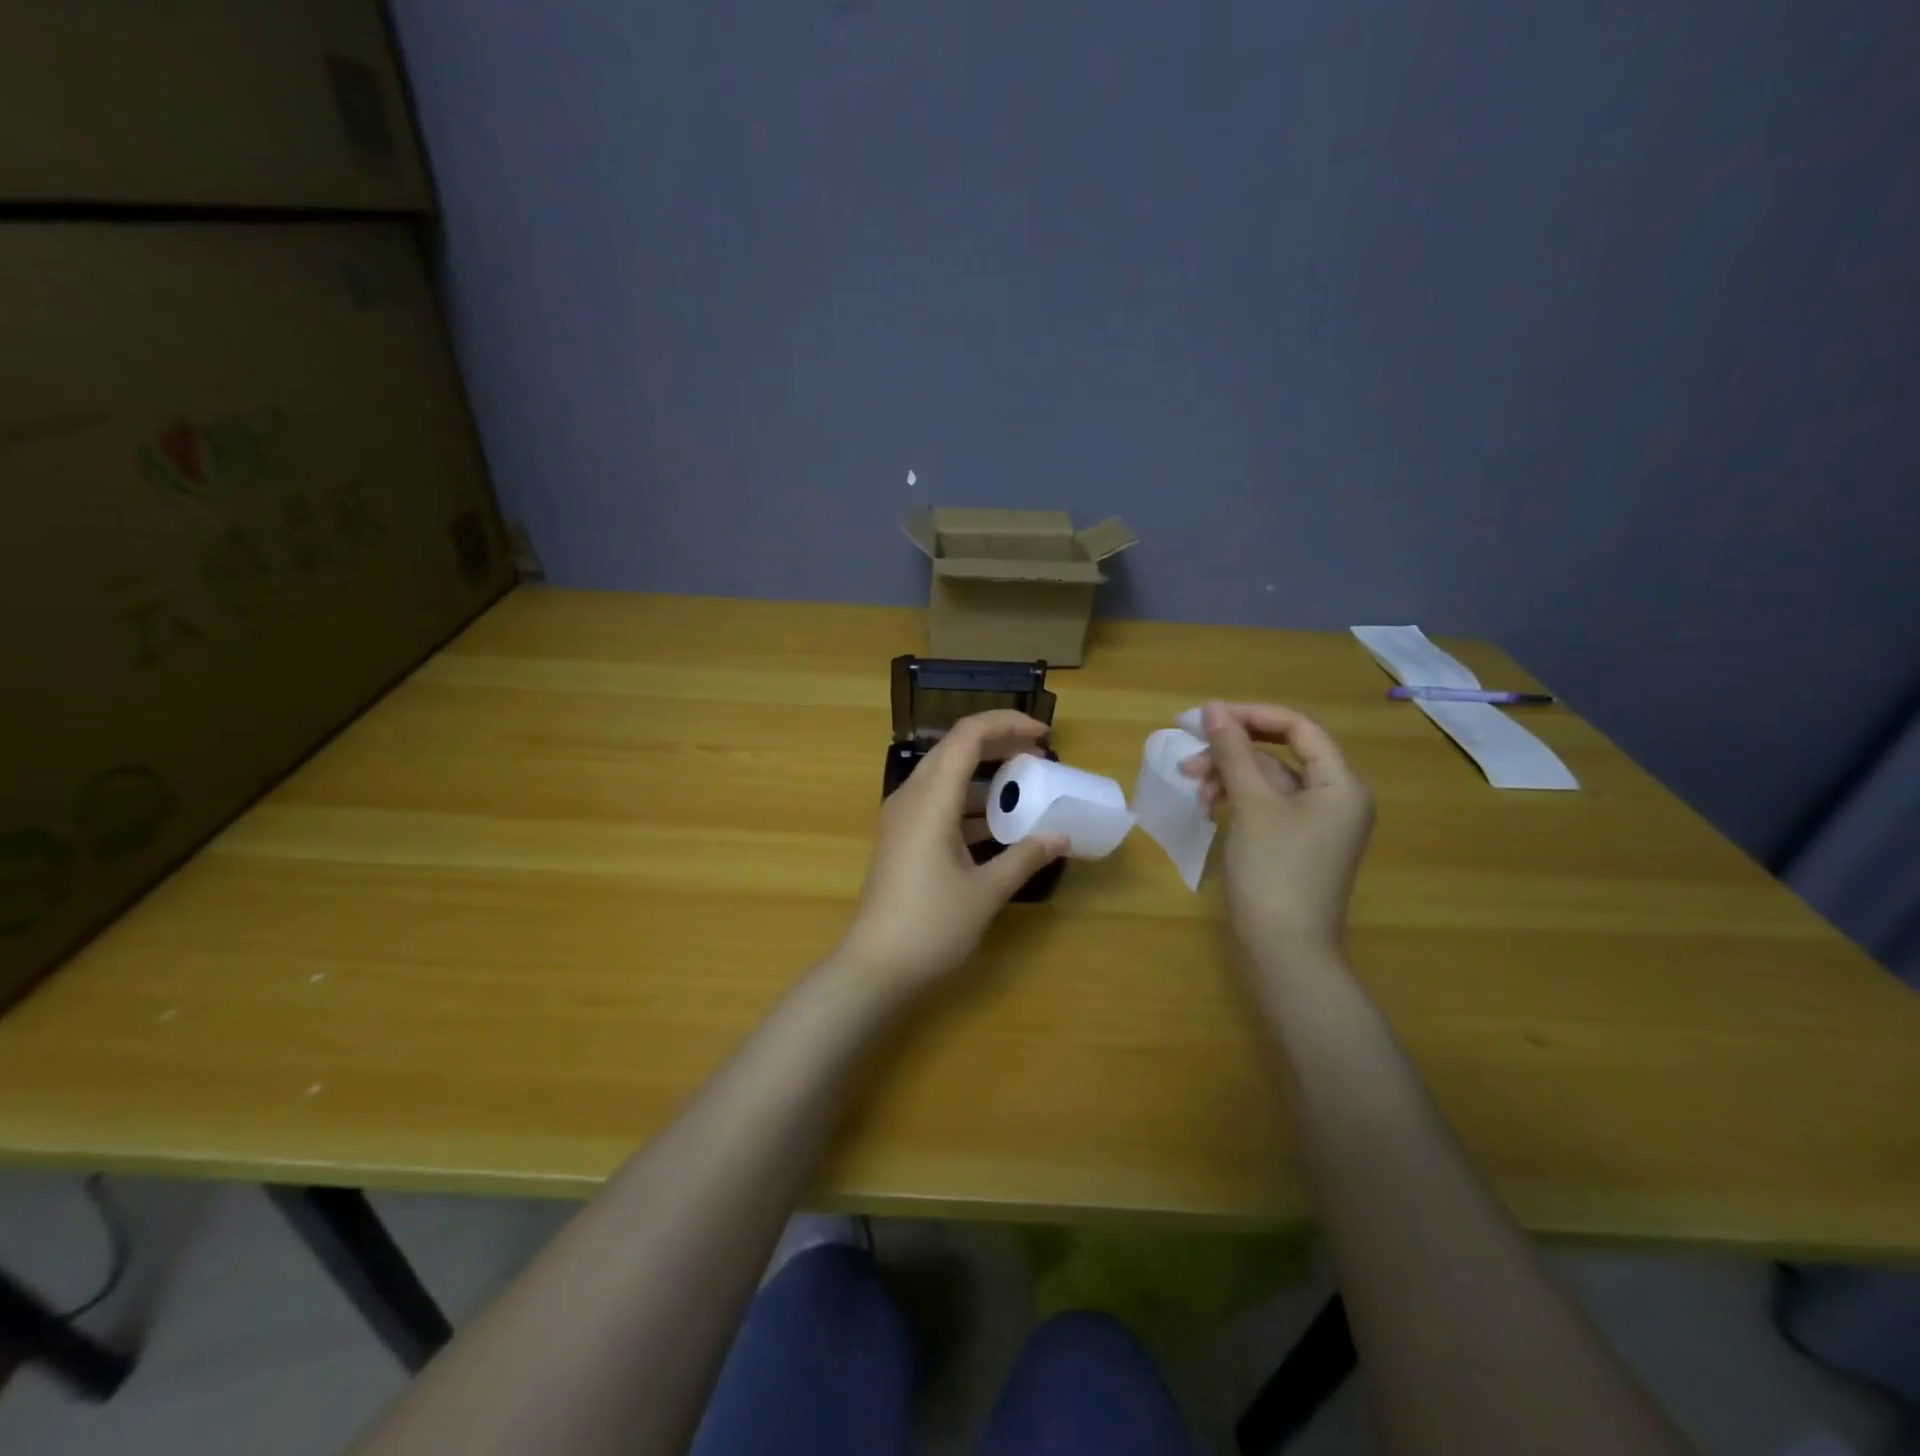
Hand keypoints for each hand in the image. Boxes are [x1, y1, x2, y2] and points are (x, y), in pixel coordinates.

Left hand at [838, 710, 1067, 994]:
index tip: (1044, 736)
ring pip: (946, 776)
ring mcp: (902, 818)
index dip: (1007, 725)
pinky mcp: (902, 838)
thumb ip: (1025, 857)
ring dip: (984, 776)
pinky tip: (998, 825)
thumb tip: (1061, 837)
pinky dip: (969, 802)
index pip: (967, 735)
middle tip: (1038, 758)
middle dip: (999, 745)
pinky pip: (938, 802)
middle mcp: (912, 797)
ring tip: (1025, 789)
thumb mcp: (986, 891)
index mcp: (931, 799)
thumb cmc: (932, 925)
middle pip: (956, 749)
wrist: (875, 966)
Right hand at [1181, 701, 1374, 964]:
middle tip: (1189, 759)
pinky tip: (1208, 807)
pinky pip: (1265, 807)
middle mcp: (1335, 800)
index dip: (1251, 716)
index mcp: (1340, 785)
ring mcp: (1315, 826)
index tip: (1206, 718)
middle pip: (1280, 754)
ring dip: (1229, 777)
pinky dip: (1236, 801)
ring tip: (1193, 787)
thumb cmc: (1274, 871)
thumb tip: (1213, 708)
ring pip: (1268, 781)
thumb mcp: (1252, 805)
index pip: (1298, 728)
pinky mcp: (1294, 846)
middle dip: (1232, 751)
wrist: (1284, 952)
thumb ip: (1233, 752)